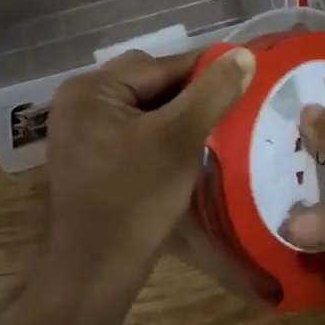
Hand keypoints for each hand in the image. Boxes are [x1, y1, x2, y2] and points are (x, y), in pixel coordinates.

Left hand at [43, 47, 255, 290]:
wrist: (96, 270)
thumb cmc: (136, 199)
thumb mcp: (180, 138)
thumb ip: (213, 92)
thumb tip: (244, 54)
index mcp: (91, 89)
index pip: (163, 66)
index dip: (207, 73)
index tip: (246, 81)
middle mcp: (78, 100)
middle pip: (151, 82)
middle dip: (190, 94)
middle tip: (226, 113)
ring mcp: (80, 129)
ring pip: (144, 106)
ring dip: (177, 114)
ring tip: (210, 130)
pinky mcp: (88, 155)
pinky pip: (133, 128)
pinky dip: (159, 132)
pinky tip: (183, 149)